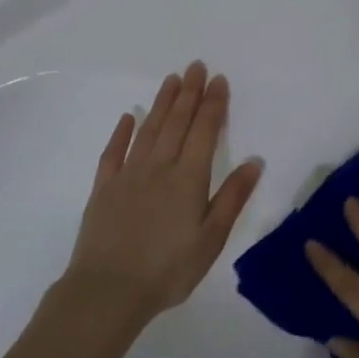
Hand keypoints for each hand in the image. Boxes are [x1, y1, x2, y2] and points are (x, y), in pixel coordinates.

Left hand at [63, 62, 263, 323]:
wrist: (107, 291)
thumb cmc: (169, 269)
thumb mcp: (211, 239)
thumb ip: (232, 198)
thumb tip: (255, 162)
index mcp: (189, 178)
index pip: (205, 131)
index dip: (213, 104)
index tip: (219, 80)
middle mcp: (159, 167)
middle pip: (177, 122)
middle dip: (189, 93)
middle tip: (196, 66)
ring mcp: (128, 175)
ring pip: (149, 129)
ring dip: (162, 103)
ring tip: (172, 80)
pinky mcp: (104, 188)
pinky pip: (114, 152)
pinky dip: (122, 132)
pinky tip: (129, 116)